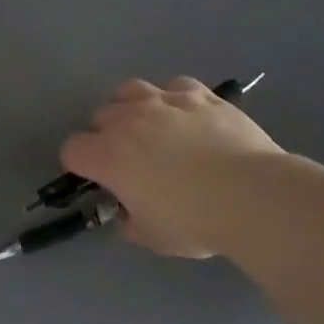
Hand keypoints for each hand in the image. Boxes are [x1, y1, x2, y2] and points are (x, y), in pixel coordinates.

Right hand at [58, 77, 281, 256]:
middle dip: (105, 135)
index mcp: (108, 155)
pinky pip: (176, 87)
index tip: (96, 179)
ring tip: (149, 126)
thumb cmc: (194, 221)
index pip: (72, 150)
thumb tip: (128, 212)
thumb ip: (130, 220)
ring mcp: (165, 101)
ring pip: (131, 89)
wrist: (250, 194)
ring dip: (132, 106)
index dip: (79, 165)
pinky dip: (175, 99)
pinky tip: (187, 116)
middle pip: (100, 115)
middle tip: (126, 159)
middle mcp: (129, 119)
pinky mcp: (200, 94)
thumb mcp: (152, 236)